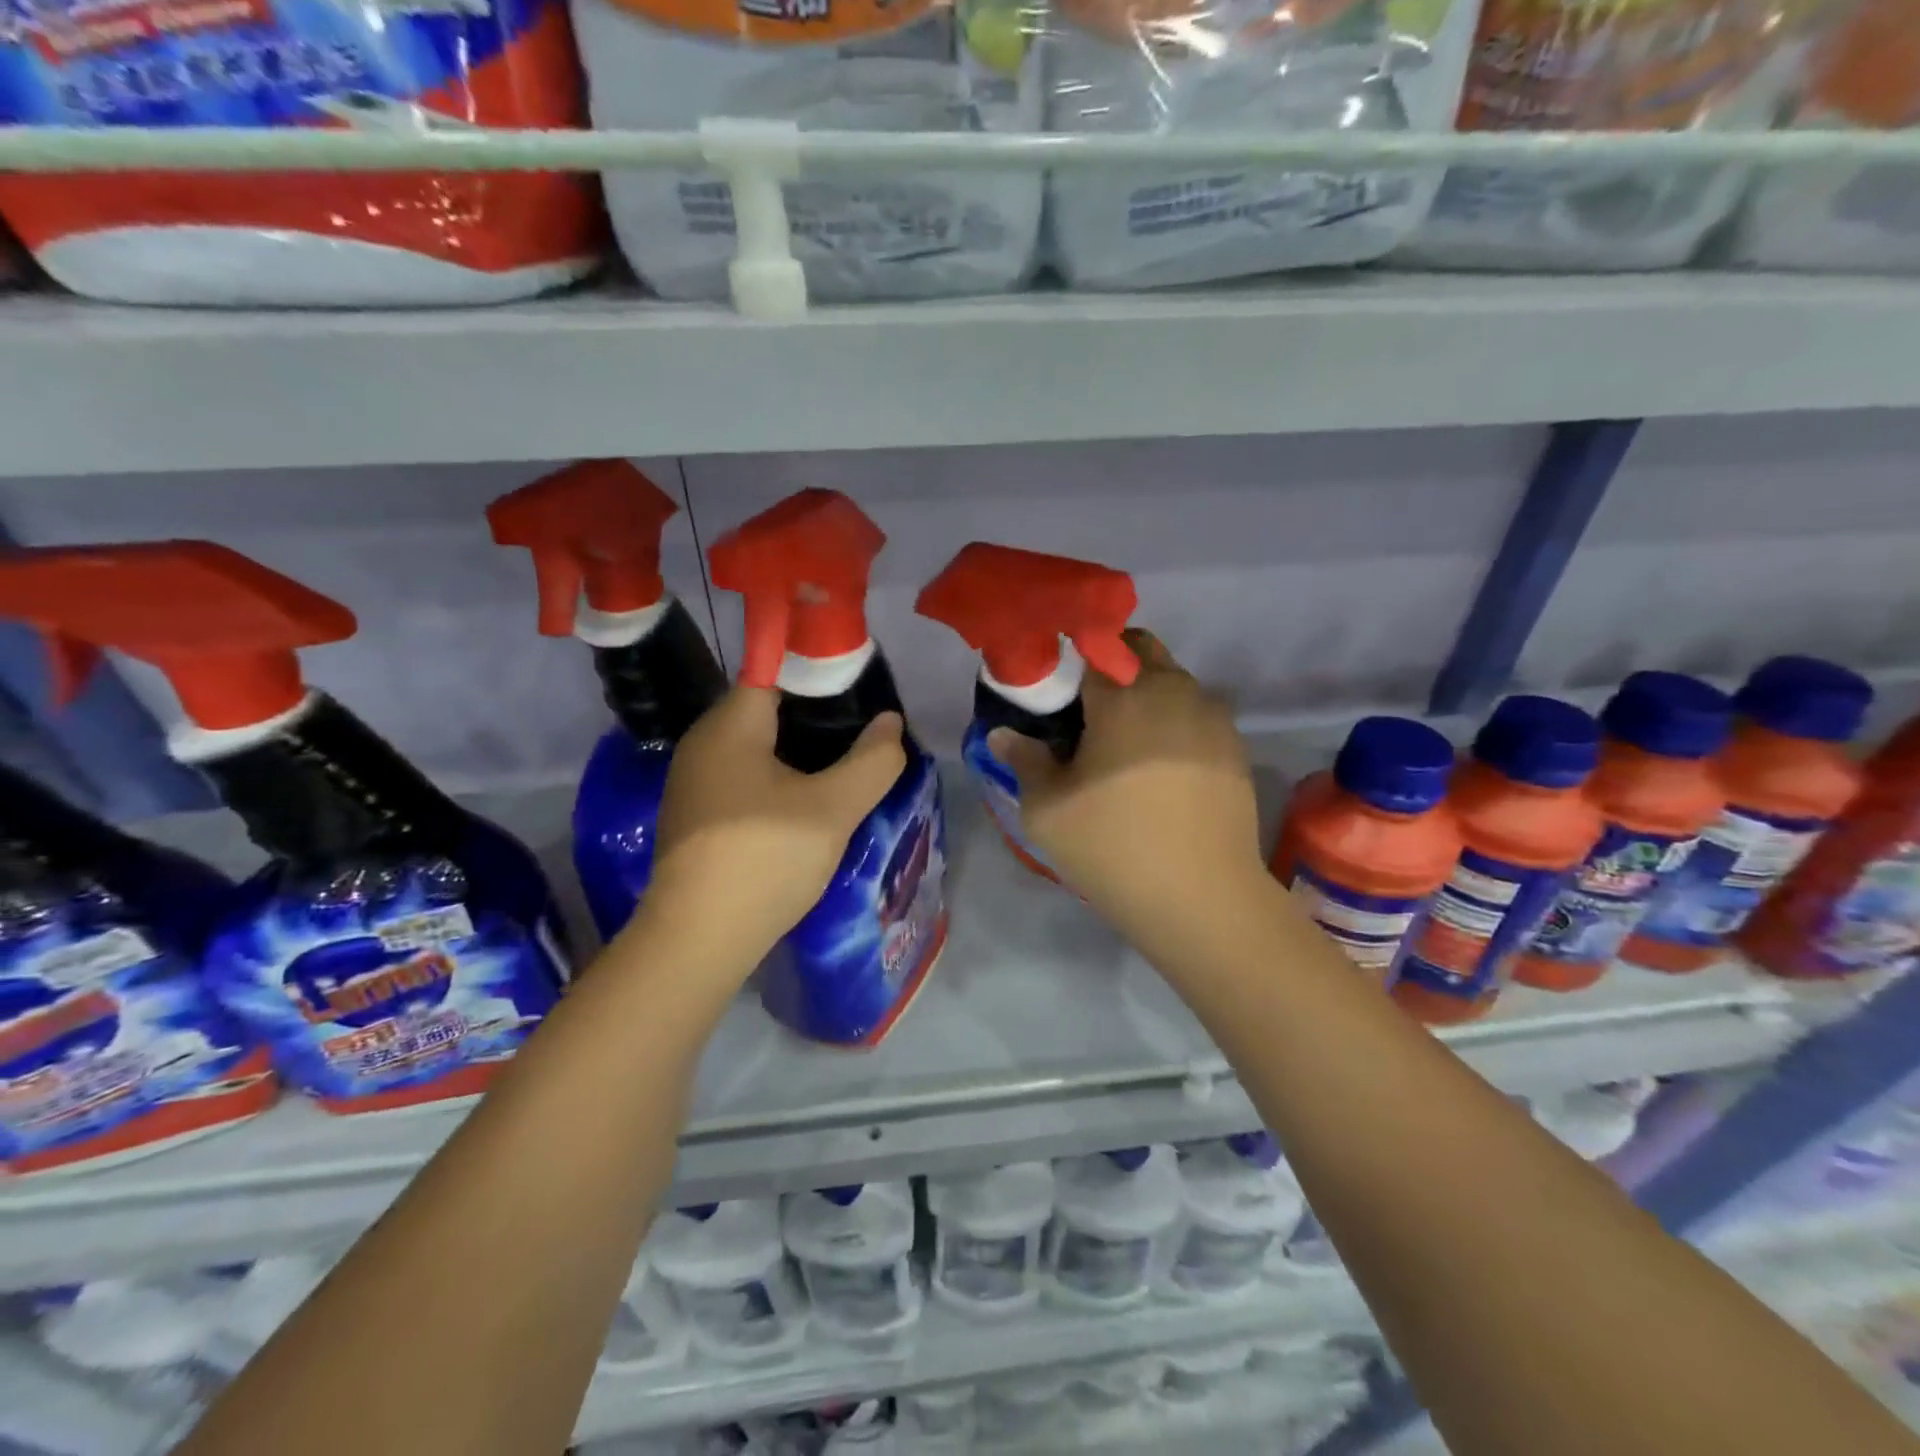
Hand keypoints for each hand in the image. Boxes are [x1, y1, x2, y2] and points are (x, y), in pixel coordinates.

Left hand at [633, 687, 906, 975]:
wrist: (698, 939)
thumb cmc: (766, 858)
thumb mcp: (833, 809)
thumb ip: (872, 762)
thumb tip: (890, 723)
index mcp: (730, 725)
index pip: (776, 672)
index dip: (821, 675)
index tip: (861, 691)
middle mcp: (703, 743)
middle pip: (767, 709)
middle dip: (816, 716)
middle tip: (861, 732)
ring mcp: (693, 781)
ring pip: (756, 747)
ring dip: (797, 751)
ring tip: (842, 764)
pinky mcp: (695, 816)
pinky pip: (743, 777)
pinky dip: (776, 778)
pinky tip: (804, 802)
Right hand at [988, 629, 1266, 963]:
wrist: (1203, 899)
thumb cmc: (1113, 847)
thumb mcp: (1047, 809)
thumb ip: (1024, 760)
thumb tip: (1004, 734)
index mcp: (1124, 696)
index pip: (1092, 650)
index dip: (1070, 664)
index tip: (1056, 692)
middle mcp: (1175, 691)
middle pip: (1140, 653)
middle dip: (1112, 669)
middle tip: (1087, 716)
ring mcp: (1213, 718)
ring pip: (1173, 682)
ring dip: (1146, 696)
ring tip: (1125, 748)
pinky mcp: (1236, 748)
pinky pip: (1197, 715)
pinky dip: (1174, 724)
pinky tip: (1161, 771)